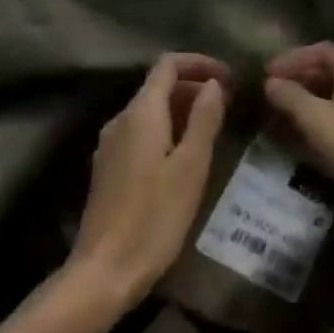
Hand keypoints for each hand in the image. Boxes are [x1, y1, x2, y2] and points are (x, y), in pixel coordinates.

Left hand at [68, 53, 228, 308]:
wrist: (104, 270)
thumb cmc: (155, 217)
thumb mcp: (191, 167)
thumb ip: (203, 120)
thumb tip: (213, 84)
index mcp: (141, 113)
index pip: (167, 65)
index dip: (199, 62)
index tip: (229, 76)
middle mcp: (120, 120)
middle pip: (158, 86)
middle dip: (193, 86)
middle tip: (229, 103)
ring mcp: (110, 144)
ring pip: (149, 110)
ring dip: (181, 108)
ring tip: (213, 126)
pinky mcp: (108, 167)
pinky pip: (140, 132)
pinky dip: (166, 129)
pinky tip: (184, 154)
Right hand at [264, 43, 333, 219]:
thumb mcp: (317, 118)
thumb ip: (291, 97)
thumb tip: (270, 82)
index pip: (322, 50)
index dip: (294, 57)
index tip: (269, 72)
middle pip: (329, 72)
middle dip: (299, 80)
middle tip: (272, 94)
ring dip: (307, 103)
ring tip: (282, 117)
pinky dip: (320, 124)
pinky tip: (305, 141)